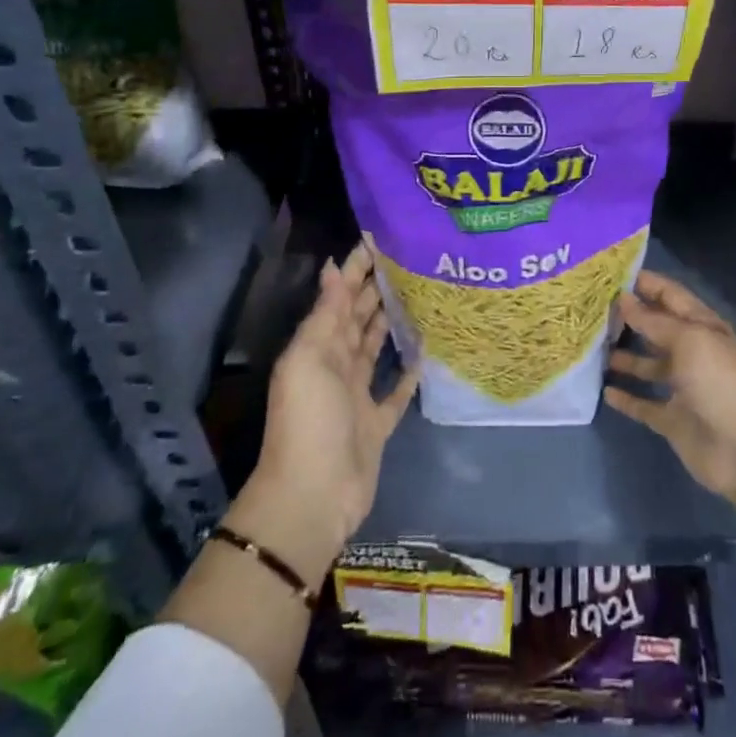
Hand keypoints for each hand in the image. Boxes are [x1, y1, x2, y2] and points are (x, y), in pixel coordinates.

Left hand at [251, 245, 419, 555]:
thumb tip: (334, 268)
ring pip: (376, 349)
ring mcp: (357, 396)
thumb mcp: (310, 360)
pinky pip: (395, 392)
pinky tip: (426, 353)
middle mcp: (337, 365)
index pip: (340, 297)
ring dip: (390, 324)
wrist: (313, 496)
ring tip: (419, 296)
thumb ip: (326, 315)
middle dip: (377, 289)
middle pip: (359, 319)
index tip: (378, 240)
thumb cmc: (309, 421)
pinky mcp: (377, 423)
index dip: (355, 269)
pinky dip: (407, 373)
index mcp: (318, 347)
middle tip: (408, 261)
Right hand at [604, 269, 735, 502]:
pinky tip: (604, 391)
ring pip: (647, 365)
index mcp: (702, 327)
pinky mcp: (672, 420)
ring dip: (623, 357)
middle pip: (655, 328)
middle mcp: (691, 352)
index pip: (669, 295)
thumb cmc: (721, 383)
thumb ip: (653, 321)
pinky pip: (643, 404)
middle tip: (589, 309)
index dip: (644, 282)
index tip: (608, 273)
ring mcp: (682, 387)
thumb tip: (623, 298)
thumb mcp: (689, 341)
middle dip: (627, 317)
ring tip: (590, 347)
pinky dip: (626, 398)